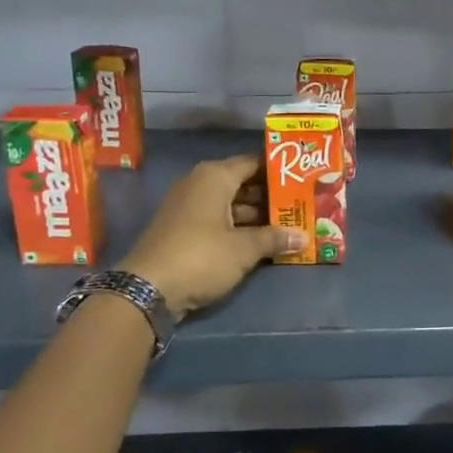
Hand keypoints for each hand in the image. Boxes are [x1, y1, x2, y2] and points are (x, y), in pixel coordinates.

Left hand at [118, 156, 301, 315]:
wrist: (148, 289)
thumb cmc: (201, 256)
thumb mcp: (244, 249)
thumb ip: (274, 239)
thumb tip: (305, 237)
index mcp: (215, 177)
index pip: (253, 163)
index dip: (278, 171)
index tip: (303, 180)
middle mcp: (200, 184)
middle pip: (243, 184)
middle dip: (270, 197)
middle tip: (301, 206)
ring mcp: (188, 207)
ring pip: (231, 204)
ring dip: (256, 216)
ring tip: (288, 226)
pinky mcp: (182, 229)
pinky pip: (218, 220)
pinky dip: (238, 228)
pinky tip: (261, 242)